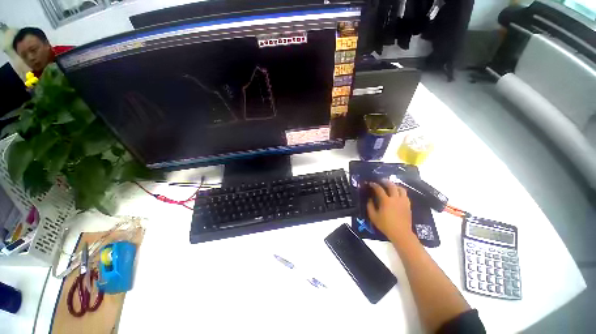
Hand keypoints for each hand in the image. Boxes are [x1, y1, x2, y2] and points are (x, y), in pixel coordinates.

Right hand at [367, 179, 412, 241]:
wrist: (401, 233)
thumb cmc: (385, 225)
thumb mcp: (373, 217)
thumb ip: (370, 206)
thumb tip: (369, 199)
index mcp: (386, 201)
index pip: (379, 189)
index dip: (374, 185)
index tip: (370, 183)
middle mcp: (395, 198)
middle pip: (392, 186)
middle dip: (386, 181)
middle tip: (381, 180)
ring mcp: (403, 201)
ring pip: (401, 189)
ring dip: (395, 186)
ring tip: (391, 186)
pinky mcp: (408, 205)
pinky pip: (405, 195)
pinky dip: (400, 192)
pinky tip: (397, 194)